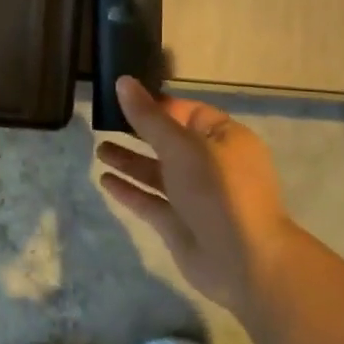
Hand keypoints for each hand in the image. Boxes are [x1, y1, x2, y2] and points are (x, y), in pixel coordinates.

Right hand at [96, 77, 299, 315]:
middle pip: (169, 142)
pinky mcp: (179, 224)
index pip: (188, 112)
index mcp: (224, 139)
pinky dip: (129, 190)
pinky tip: (104, 180)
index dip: (158, 104)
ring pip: (157, 172)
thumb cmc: (218, 191)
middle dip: (139, 132)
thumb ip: (149, 118)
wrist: (244, 261)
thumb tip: (123, 82)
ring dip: (130, 161)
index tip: (124, 98)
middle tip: (104, 122)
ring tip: (99, 150)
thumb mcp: (182, 146)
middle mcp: (211, 165)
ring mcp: (195, 197)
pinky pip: (150, 201)